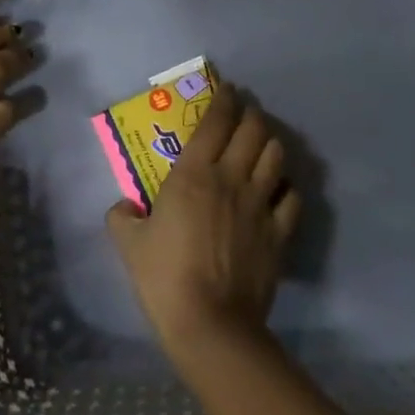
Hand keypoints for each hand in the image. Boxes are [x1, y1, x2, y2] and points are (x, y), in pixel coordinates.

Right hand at [106, 83, 301, 353]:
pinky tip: (278, 189)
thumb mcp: (128, 244)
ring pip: (276, 156)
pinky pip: (292, 197)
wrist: (211, 324)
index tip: (227, 90)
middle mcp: (231, 179)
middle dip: (250, 114)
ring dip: (270, 142)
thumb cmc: (164, 276)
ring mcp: (260, 205)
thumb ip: (122, 217)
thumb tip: (124, 208)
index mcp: (193, 174)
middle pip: (253, 130)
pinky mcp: (279, 233)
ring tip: (262, 144)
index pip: (215, 122)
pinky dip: (286, 186)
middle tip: (244, 113)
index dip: (224, 100)